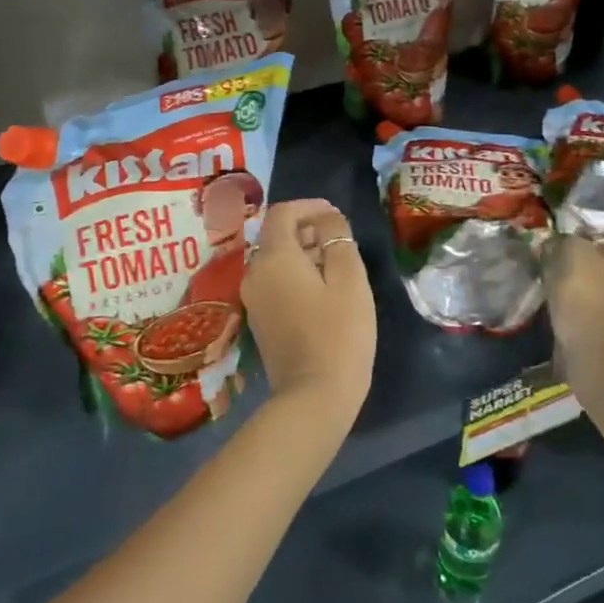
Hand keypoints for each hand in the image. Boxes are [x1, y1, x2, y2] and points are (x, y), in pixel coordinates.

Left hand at [243, 198, 374, 426]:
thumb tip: (329, 220)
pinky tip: (322, 290)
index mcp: (274, 257)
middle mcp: (255, 273)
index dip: (309, 206)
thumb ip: (338, 239)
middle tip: (341, 238)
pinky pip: (274, 283)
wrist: (314, 396)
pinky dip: (295, 274)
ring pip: (275, 261)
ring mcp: (253, 299)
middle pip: (276, 236)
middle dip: (307, 230)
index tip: (335, 214)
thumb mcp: (350, 279)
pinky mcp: (260, 320)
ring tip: (337, 263)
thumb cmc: (339, 333)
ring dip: (302, 253)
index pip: (282, 213)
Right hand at [545, 234, 603, 442]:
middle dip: (589, 257)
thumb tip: (563, 238)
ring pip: (602, 284)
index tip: (574, 231)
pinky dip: (580, 304)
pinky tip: (560, 303)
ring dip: (583, 282)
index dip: (599, 230)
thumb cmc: (588, 296)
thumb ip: (568, 240)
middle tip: (559, 254)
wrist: (598, 355)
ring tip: (554, 279)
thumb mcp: (573, 254)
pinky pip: (594, 307)